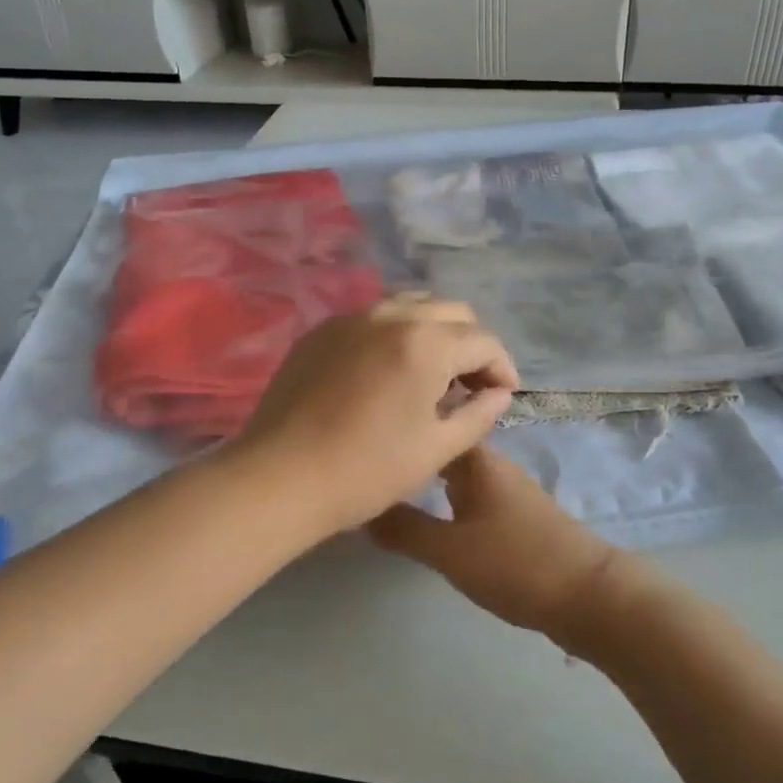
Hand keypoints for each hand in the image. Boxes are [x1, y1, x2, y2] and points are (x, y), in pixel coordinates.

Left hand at [230, 296, 517, 537]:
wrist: (280, 477)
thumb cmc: (367, 470)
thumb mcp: (437, 449)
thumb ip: (478, 414)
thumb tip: (498, 394)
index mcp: (426, 343)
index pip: (483, 341)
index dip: (502, 367)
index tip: (502, 395)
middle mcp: (392, 315)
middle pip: (451, 312)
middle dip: (470, 344)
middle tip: (468, 384)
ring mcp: (351, 318)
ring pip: (411, 306)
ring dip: (433, 332)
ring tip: (430, 373)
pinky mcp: (321, 331)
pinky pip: (372, 318)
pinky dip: (394, 335)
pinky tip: (386, 372)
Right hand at [369, 446, 628, 640]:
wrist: (590, 596)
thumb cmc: (516, 563)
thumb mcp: (450, 550)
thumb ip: (404, 530)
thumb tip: (362, 506)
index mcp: (478, 462)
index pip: (438, 423)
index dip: (406, 424)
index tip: (368, 429)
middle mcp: (494, 469)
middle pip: (447, 450)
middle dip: (415, 453)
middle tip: (372, 462)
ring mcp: (509, 494)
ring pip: (460, 476)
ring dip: (431, 479)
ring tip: (392, 488)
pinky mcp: (518, 521)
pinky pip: (473, 499)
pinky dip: (449, 502)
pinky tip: (434, 520)